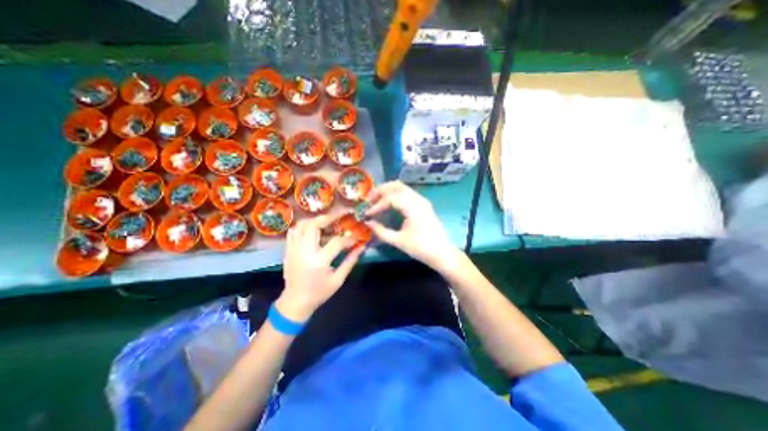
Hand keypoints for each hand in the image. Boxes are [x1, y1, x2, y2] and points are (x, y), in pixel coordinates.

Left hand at [280, 214, 362, 321]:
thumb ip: (350, 261)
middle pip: (314, 225)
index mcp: (318, 262)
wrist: (295, 302)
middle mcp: (304, 252)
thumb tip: (362, 246)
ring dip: (316, 219)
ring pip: (302, 225)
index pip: (336, 242)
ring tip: (328, 220)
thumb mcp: (338, 280)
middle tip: (340, 215)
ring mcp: (293, 249)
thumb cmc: (319, 293)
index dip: (349, 238)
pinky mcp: (288, 250)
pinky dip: (304, 226)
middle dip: (329, 217)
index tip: (356, 237)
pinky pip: (294, 231)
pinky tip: (314, 228)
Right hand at [364, 181, 457, 271]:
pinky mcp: (423, 204)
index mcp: (413, 207)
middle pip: (396, 186)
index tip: (368, 213)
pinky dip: (395, 194)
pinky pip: (407, 193)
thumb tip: (368, 223)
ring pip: (402, 187)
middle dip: (381, 190)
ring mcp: (422, 200)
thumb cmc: (420, 248)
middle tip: (369, 200)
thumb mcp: (398, 241)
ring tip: (376, 200)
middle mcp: (418, 199)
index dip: (377, 205)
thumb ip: (381, 231)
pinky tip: (389, 203)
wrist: (441, 252)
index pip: (391, 198)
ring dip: (388, 191)